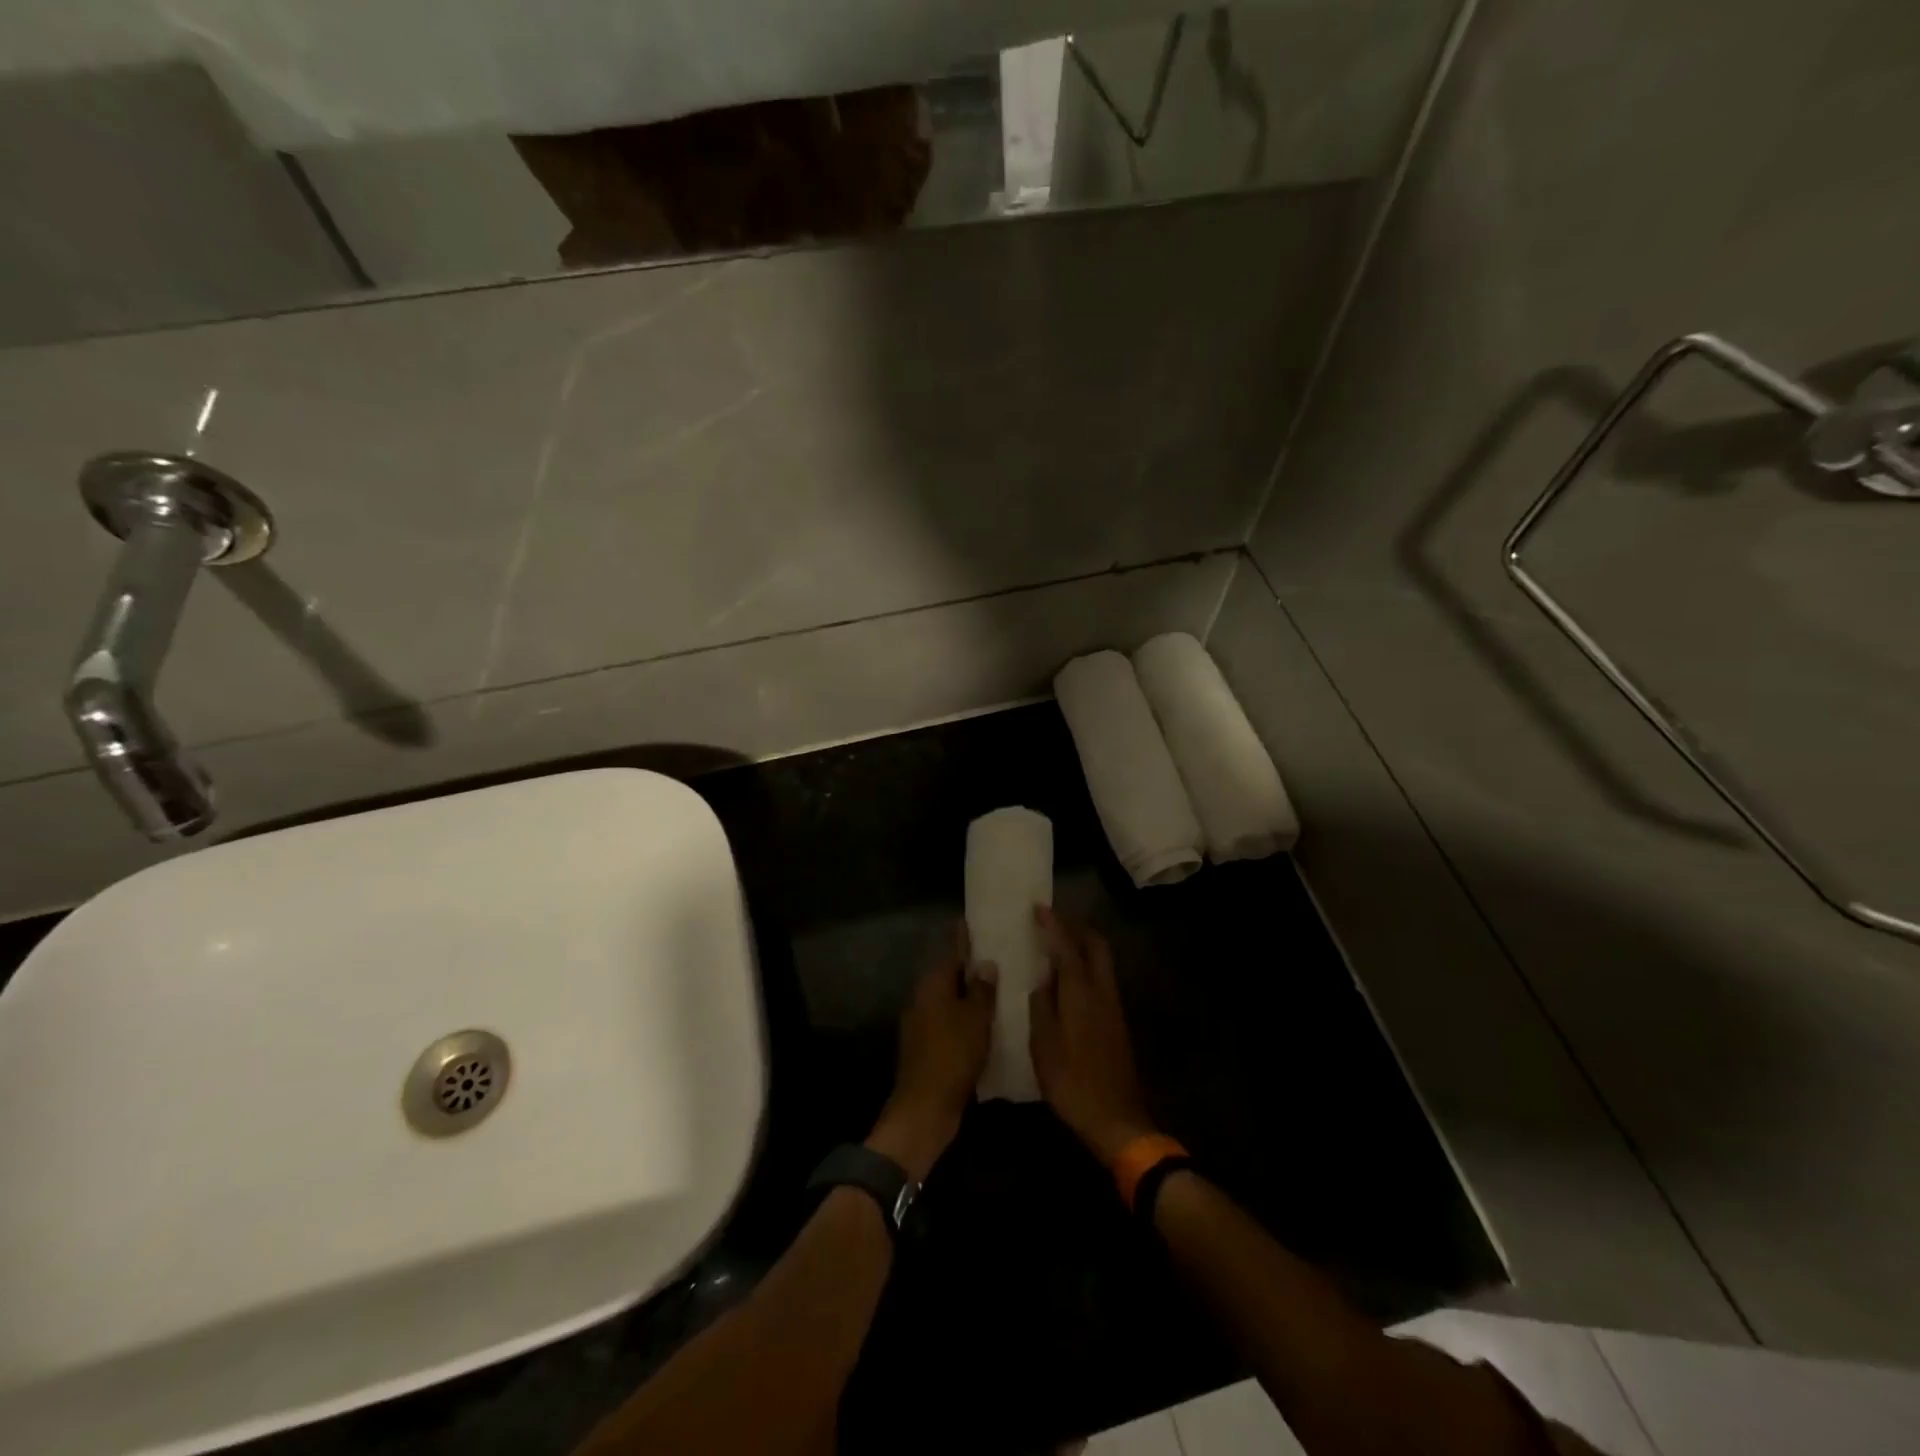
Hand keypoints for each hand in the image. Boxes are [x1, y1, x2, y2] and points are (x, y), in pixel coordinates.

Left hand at [868, 927, 997, 1180]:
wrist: (925, 1108)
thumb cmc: (952, 1055)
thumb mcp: (975, 1019)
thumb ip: (981, 990)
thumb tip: (985, 965)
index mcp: (932, 985)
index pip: (951, 952)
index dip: (964, 939)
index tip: (974, 923)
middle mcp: (923, 999)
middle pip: (949, 976)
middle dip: (970, 968)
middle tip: (999, 957)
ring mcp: (922, 1025)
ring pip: (950, 1001)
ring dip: (970, 996)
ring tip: (1000, 989)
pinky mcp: (927, 1048)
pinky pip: (950, 1023)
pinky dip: (966, 1019)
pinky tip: (988, 1024)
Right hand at [1029, 907, 1155, 1164]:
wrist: (1116, 1119)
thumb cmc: (1072, 1082)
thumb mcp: (1043, 1045)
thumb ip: (1041, 1005)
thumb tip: (1043, 980)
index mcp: (1081, 993)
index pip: (1067, 946)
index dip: (1053, 924)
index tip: (1038, 908)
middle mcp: (1102, 991)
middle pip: (1096, 944)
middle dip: (1076, 925)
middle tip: (1052, 919)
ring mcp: (1113, 1006)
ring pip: (1102, 959)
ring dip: (1083, 943)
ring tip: (1057, 941)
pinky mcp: (1116, 1020)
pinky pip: (1101, 976)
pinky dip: (1086, 963)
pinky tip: (1068, 976)